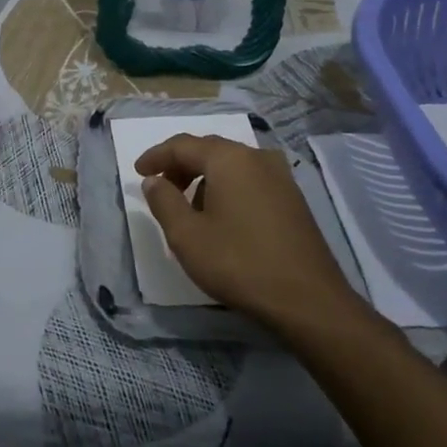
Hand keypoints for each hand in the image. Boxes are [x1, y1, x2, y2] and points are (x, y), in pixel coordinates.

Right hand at [134, 135, 367, 332]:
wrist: (309, 301)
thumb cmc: (239, 263)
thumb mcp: (187, 235)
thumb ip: (164, 201)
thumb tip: (154, 180)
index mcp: (228, 159)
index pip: (182, 145)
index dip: (156, 156)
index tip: (138, 172)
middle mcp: (256, 158)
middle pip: (209, 150)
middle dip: (180, 166)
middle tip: (161, 188)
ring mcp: (280, 177)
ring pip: (231, 165)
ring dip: (204, 178)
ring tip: (189, 208)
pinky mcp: (293, 199)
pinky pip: (250, 180)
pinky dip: (227, 188)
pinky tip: (222, 217)